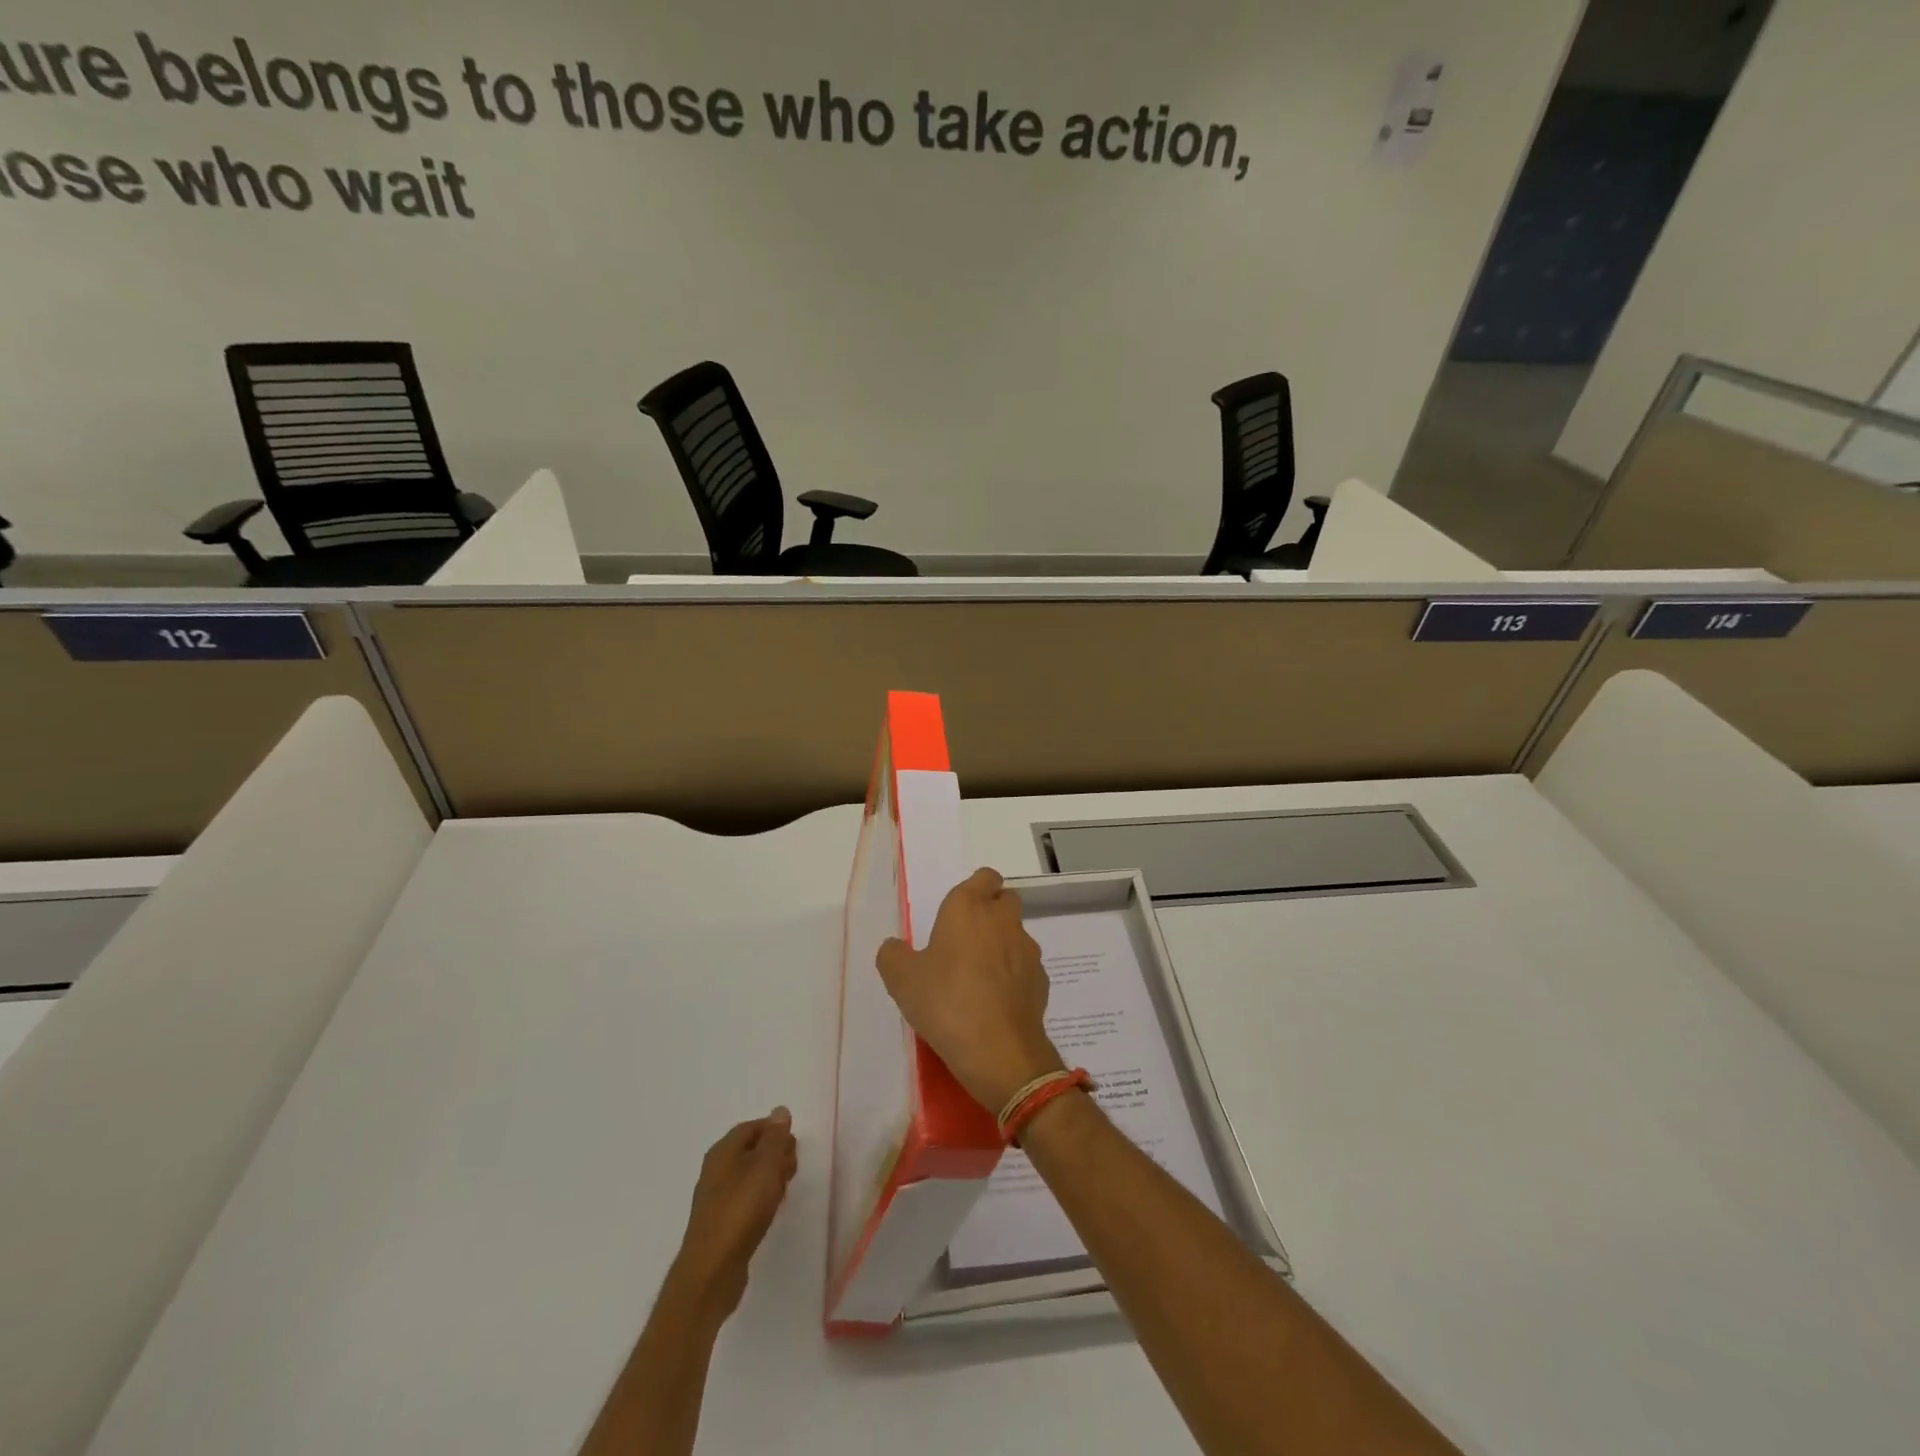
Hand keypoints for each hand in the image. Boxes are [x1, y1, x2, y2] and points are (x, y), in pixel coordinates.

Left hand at [670, 1108, 798, 1321]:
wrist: (711, 1271)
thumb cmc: (740, 1210)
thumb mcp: (765, 1166)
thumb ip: (775, 1138)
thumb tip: (780, 1111)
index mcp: (723, 1150)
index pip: (753, 1126)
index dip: (776, 1132)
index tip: (793, 1147)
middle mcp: (716, 1169)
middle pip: (752, 1149)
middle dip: (776, 1155)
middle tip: (791, 1170)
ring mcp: (716, 1197)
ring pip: (750, 1175)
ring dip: (770, 1178)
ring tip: (784, 1192)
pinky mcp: (721, 1222)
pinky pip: (746, 1198)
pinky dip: (761, 1198)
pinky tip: (771, 1211)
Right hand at [876, 867, 1065, 1112]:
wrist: (998, 1050)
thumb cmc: (945, 1002)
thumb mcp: (901, 979)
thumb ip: (893, 955)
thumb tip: (895, 947)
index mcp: (969, 907)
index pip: (985, 877)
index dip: (975, 889)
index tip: (957, 912)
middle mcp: (1003, 920)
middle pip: (1005, 900)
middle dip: (990, 912)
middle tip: (964, 940)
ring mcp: (1027, 950)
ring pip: (1016, 934)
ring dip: (1001, 945)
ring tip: (978, 976)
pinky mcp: (1041, 980)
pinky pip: (1025, 967)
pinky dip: (1013, 975)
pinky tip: (995, 1001)